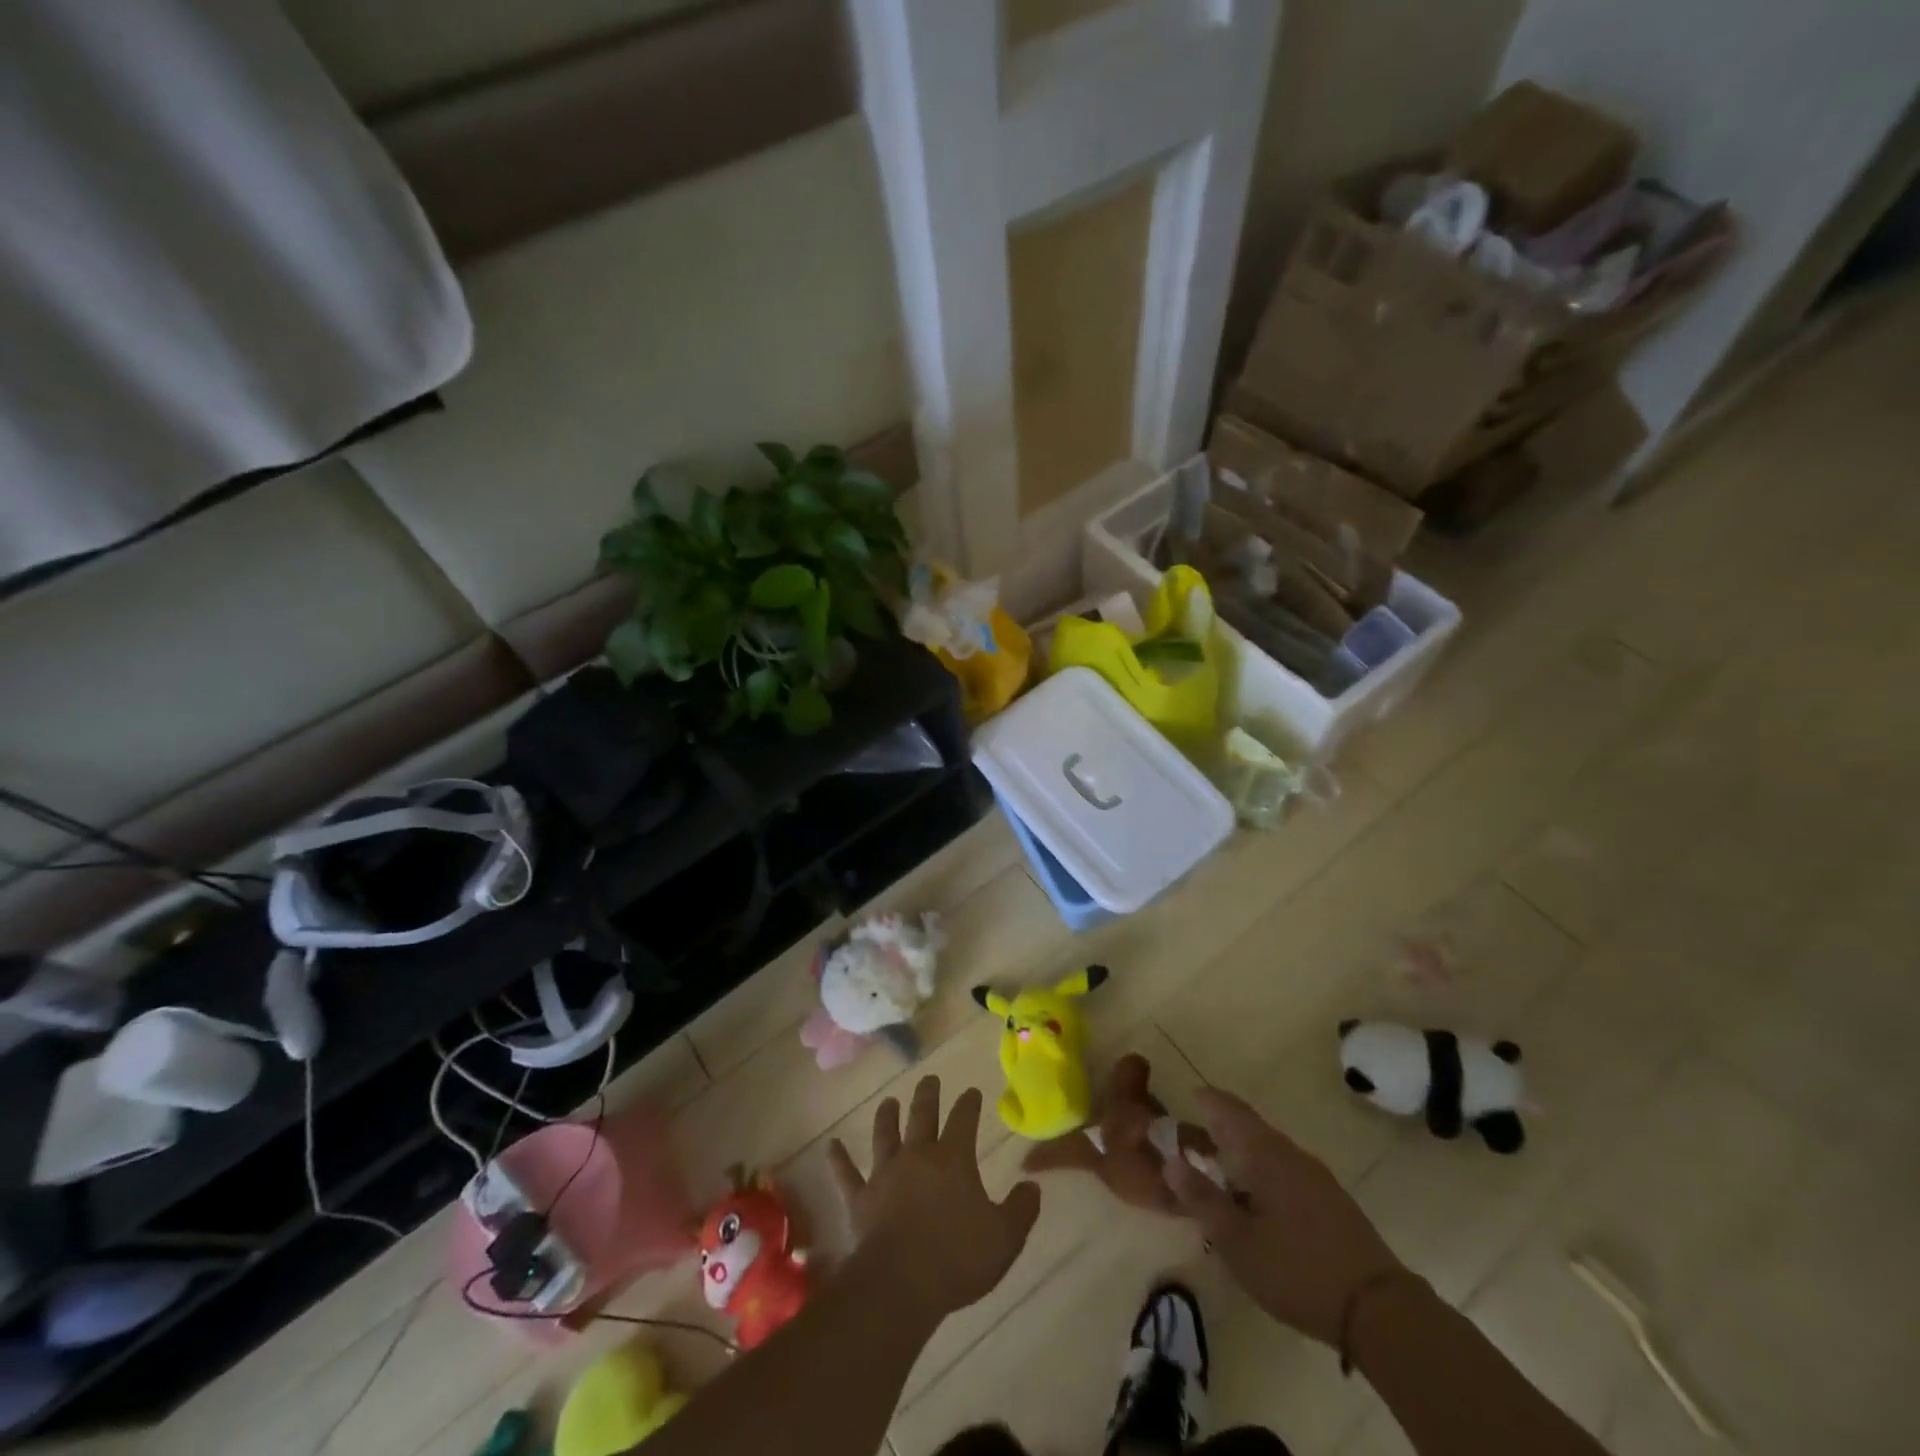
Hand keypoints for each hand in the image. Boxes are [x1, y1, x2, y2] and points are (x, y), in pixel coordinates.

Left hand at [829, 1077, 1041, 1319]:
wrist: (900, 1284)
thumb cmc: (957, 1258)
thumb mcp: (1004, 1238)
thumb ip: (1021, 1210)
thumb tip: (1033, 1187)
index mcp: (953, 1159)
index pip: (964, 1120)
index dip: (969, 1104)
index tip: (972, 1092)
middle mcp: (918, 1155)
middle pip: (923, 1115)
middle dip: (928, 1095)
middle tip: (929, 1080)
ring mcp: (885, 1175)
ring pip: (885, 1135)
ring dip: (887, 1117)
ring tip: (888, 1102)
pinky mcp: (860, 1199)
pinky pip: (847, 1175)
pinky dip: (839, 1160)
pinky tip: (831, 1146)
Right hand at [1163, 1087, 1409, 1347]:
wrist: (1381, 1311)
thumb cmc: (1297, 1270)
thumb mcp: (1237, 1241)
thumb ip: (1202, 1199)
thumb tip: (1170, 1161)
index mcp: (1265, 1153)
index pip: (1229, 1109)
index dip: (1207, 1099)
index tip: (1188, 1096)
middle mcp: (1290, 1154)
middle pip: (1249, 1128)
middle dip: (1220, 1130)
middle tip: (1192, 1143)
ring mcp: (1316, 1177)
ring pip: (1268, 1152)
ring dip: (1241, 1155)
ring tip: (1219, 1176)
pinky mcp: (1331, 1202)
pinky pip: (1285, 1172)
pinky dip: (1262, 1175)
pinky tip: (1256, 1204)